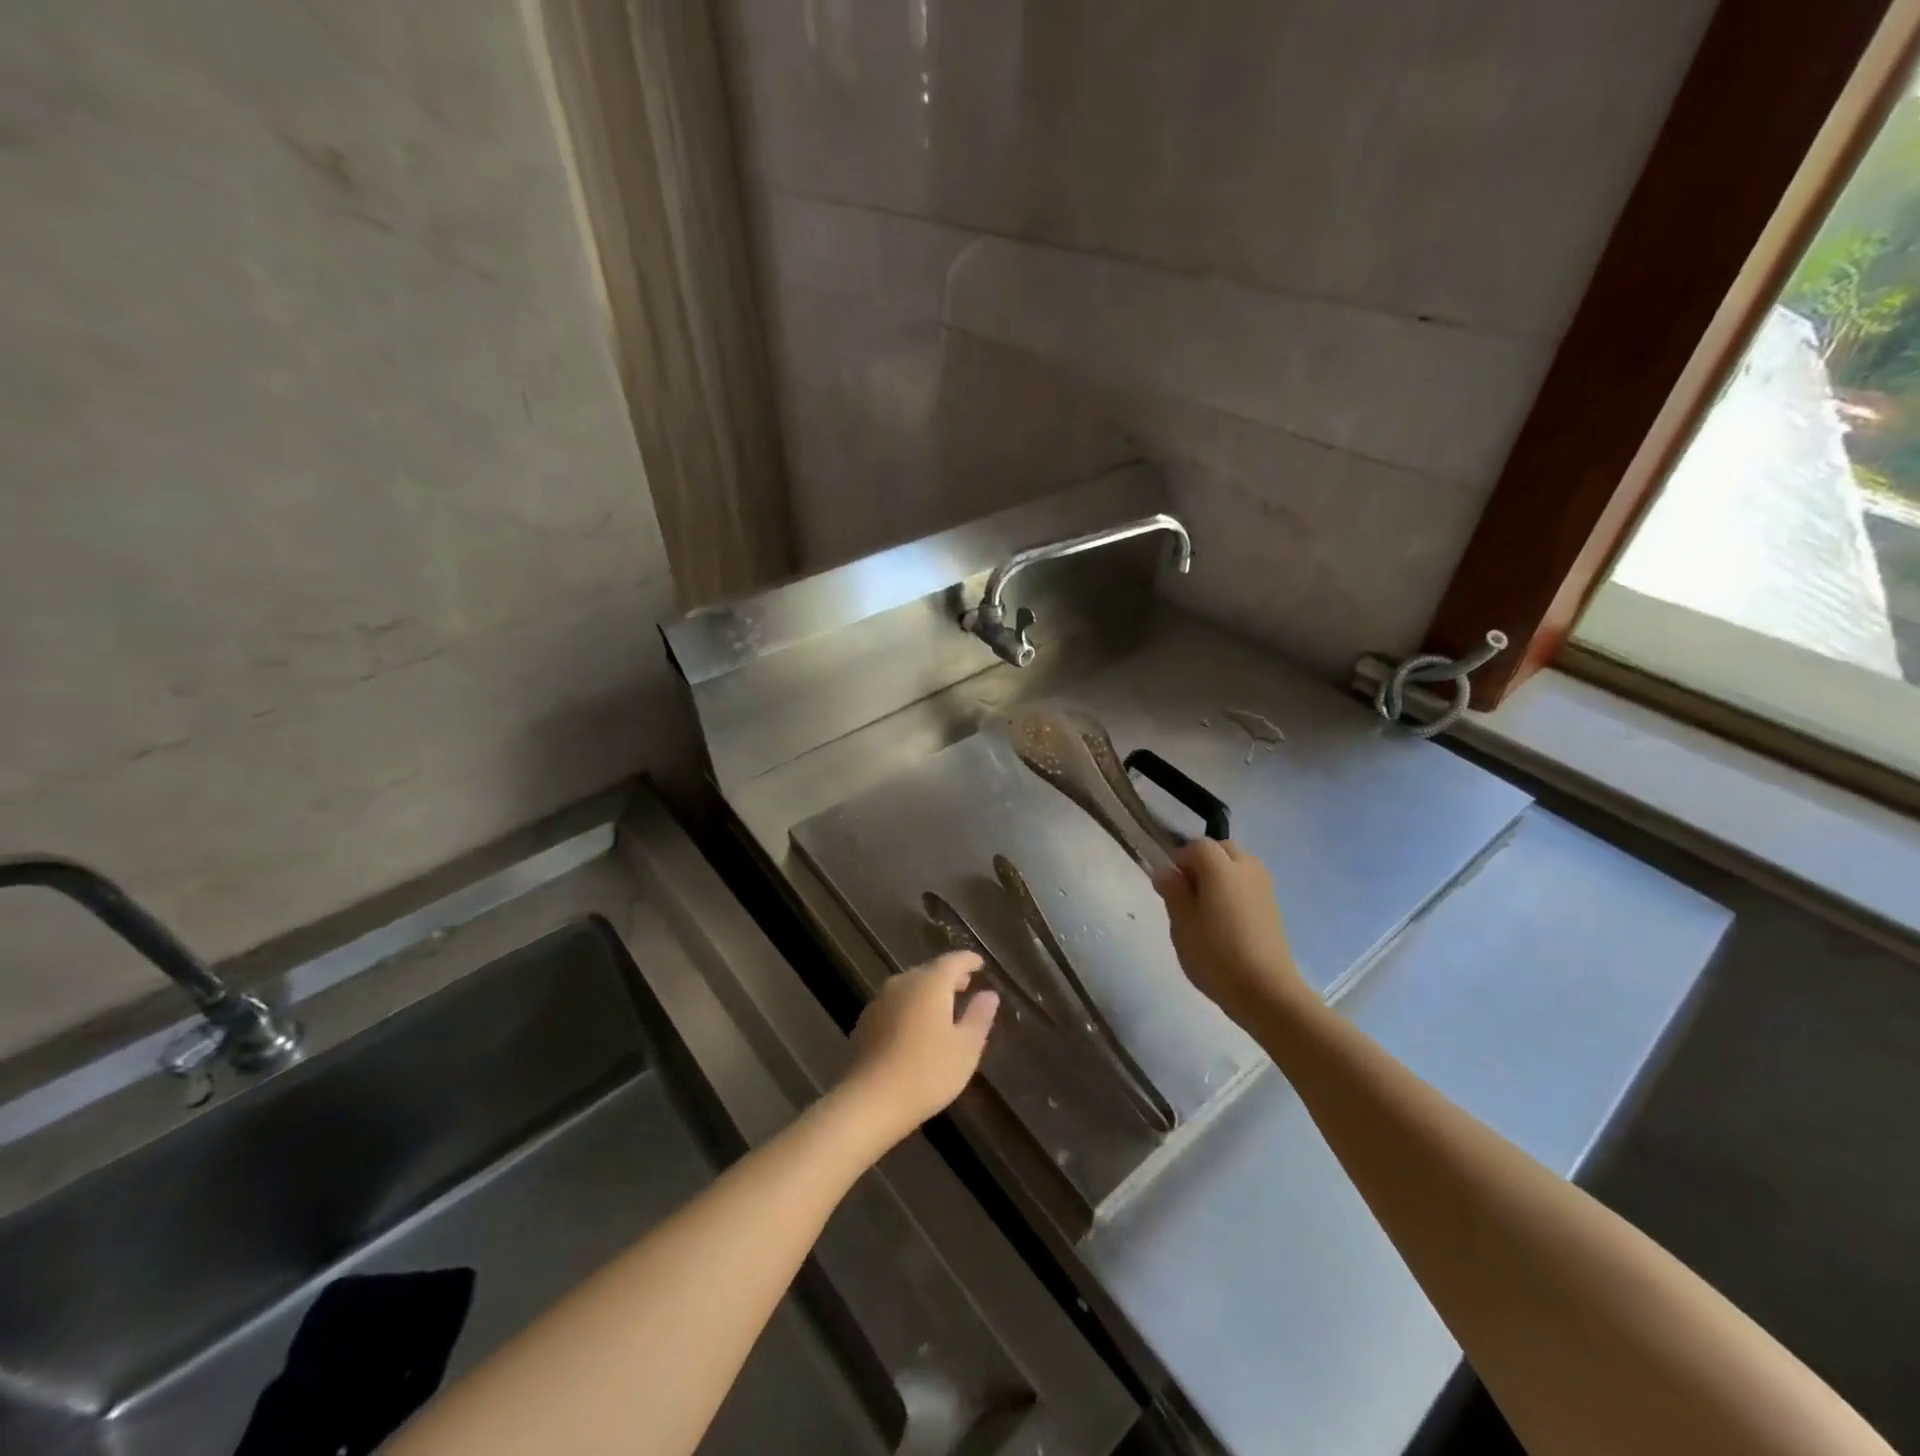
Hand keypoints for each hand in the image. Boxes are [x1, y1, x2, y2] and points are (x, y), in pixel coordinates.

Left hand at [837, 953, 997, 1150]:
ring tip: (943, 1009)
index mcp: (930, 983)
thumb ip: (979, 1016)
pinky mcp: (865, 1021)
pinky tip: (915, 1029)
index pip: (953, 961)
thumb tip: (989, 994)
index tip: (980, 964)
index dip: (969, 961)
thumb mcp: (966, 1048)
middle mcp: (903, 982)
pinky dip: (910, 1008)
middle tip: (965, 986)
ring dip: (927, 993)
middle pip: (929, 971)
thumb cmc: (927, 1072)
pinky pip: (895, 1004)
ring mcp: (880, 1000)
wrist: (870, 1100)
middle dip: (948, 977)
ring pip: (910, 987)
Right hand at [1151, 839, 1310, 1029]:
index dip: (1179, 859)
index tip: (1168, 884)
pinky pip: (1249, 885)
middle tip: (1187, 892)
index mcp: (1221, 868)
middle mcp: (1246, 869)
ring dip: (1221, 875)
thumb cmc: (1216, 954)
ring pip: (1238, 866)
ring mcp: (1264, 888)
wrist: (1266, 991)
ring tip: (1205, 907)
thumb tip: (1165, 871)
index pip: (1197, 846)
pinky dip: (1235, 891)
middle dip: (1202, 862)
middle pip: (1222, 850)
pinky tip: (1225, 921)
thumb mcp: (1182, 924)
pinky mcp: (1273, 907)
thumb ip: (1173, 892)